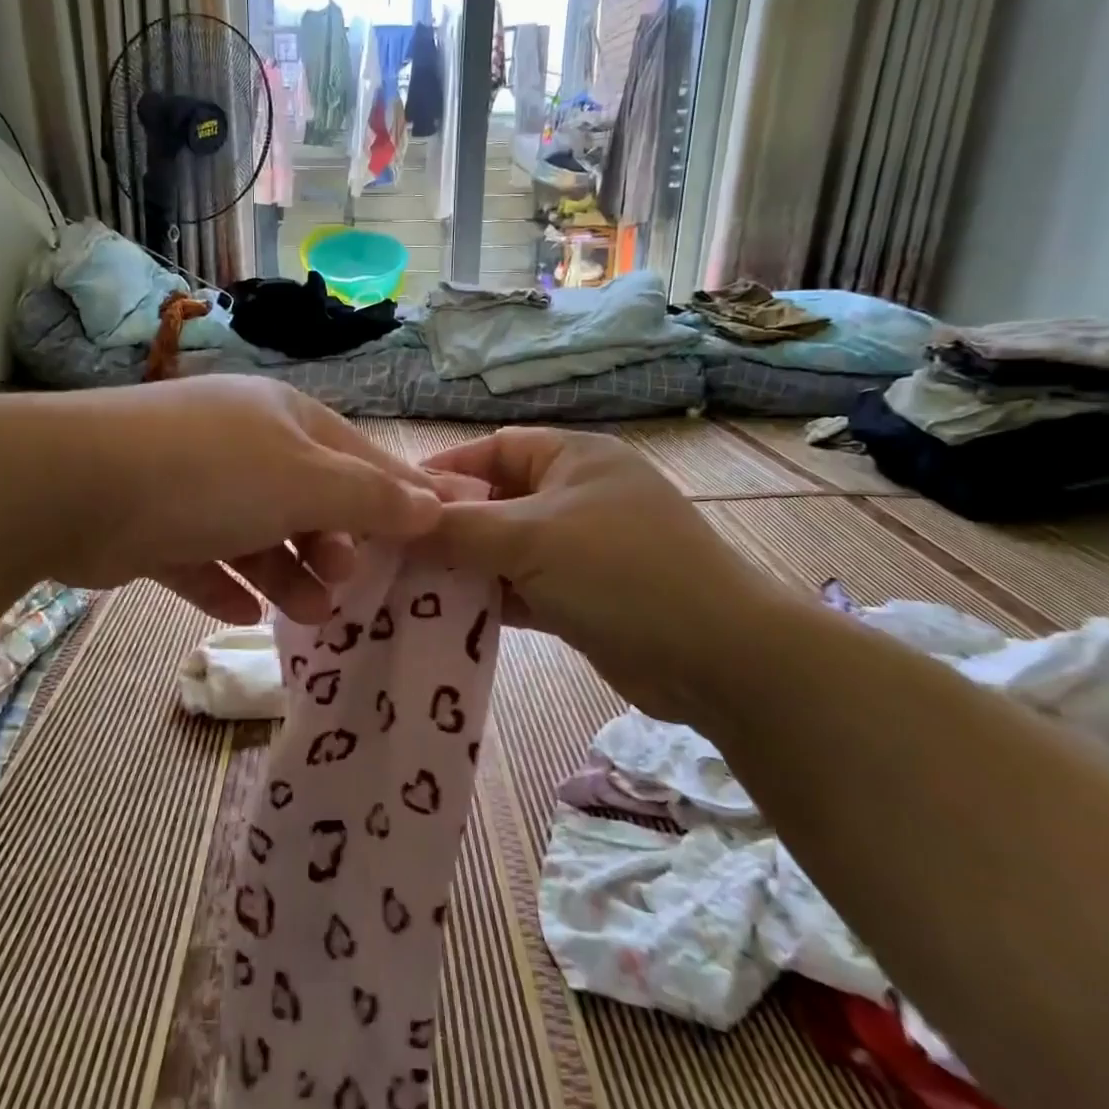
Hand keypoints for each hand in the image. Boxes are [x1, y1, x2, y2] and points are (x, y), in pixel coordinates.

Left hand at [38, 376, 441, 623]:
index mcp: (284, 419)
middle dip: (333, 543)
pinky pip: (202, 557)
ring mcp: (194, 483)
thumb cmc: (212, 474)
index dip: (399, 493)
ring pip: (257, 532)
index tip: (435, 532)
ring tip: (309, 613)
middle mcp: (241, 444)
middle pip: (307, 497)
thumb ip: (370, 498)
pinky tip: (243, 612)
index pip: (359, 456)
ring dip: (286, 573)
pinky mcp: (153, 523)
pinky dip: (225, 584)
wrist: (76, 485)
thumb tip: (434, 504)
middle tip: (347, 584)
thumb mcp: (306, 483)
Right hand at [421, 427, 782, 719]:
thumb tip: (396, 523)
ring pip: (505, 551)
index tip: (392, 500)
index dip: (443, 472)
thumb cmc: (620, 571)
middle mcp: (574, 497)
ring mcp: (580, 549)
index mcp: (572, 459)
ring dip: (464, 568)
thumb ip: (458, 529)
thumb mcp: (531, 539)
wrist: (716, 657)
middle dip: (447, 527)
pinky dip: (490, 599)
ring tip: (407, 587)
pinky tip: (447, 616)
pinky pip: (521, 588)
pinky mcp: (582, 596)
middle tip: (392, 552)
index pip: (492, 451)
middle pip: (494, 503)